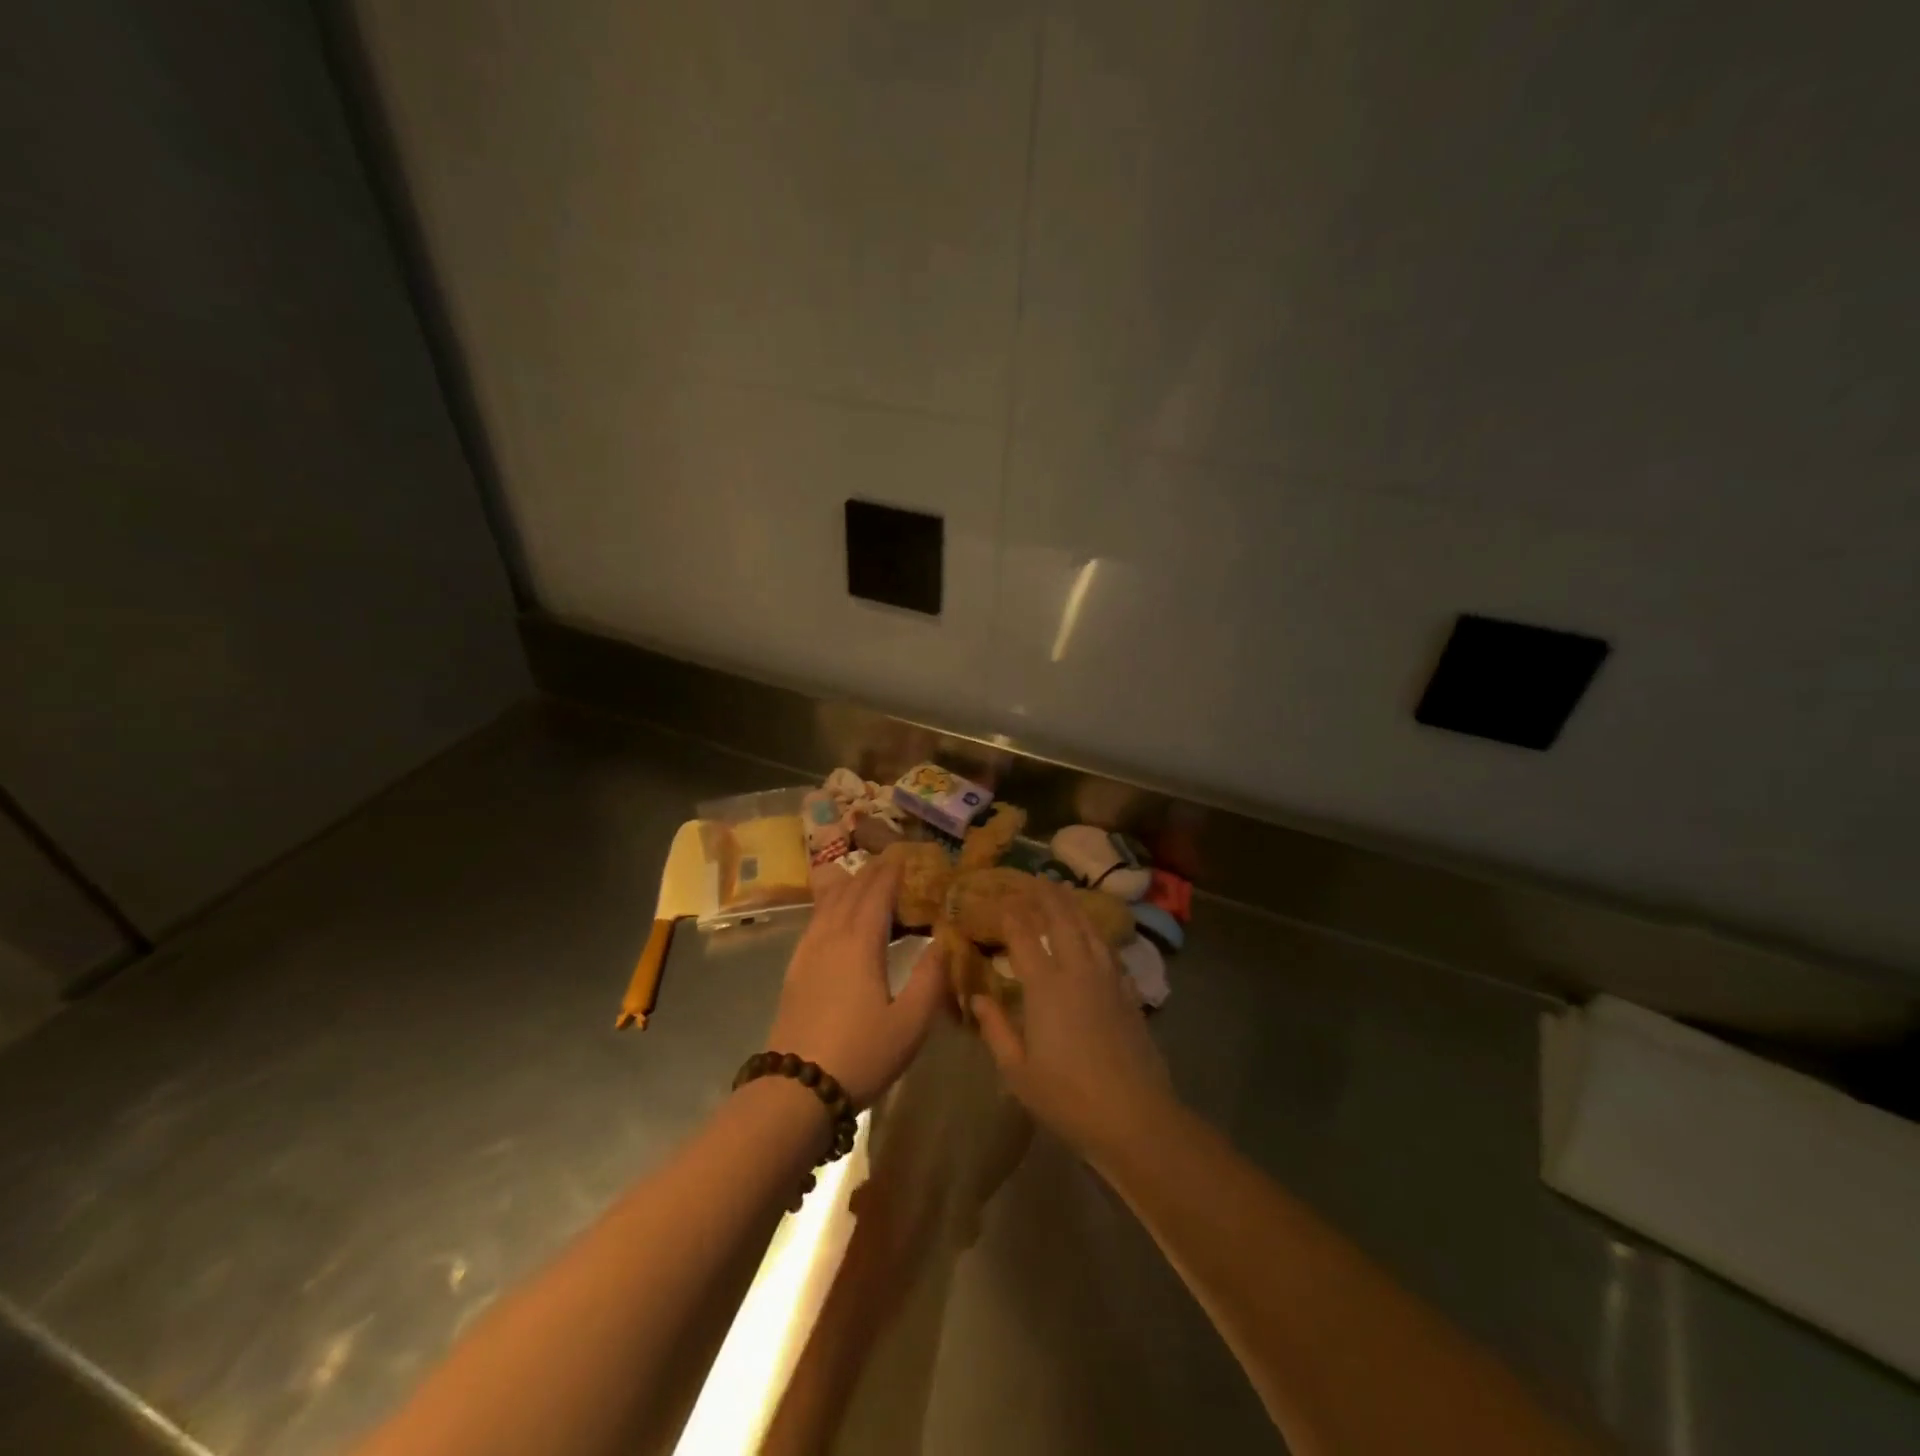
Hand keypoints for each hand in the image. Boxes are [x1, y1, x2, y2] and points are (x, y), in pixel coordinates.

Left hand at [764, 856, 947, 1108]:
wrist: (796, 1088)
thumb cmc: (861, 1054)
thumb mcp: (910, 1023)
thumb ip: (930, 978)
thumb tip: (944, 941)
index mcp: (861, 943)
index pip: (876, 894)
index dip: (891, 873)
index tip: (906, 857)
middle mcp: (832, 937)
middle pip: (850, 892)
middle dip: (871, 873)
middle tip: (890, 862)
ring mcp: (808, 952)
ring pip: (827, 904)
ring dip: (847, 885)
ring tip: (863, 878)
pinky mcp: (795, 970)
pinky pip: (814, 921)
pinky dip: (829, 905)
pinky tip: (833, 915)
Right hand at [972, 881, 1174, 1160]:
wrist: (1134, 1116)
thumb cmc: (1067, 1096)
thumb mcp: (1017, 1070)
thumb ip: (996, 1028)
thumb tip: (979, 996)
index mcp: (1046, 985)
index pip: (1024, 934)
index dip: (1010, 912)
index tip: (998, 897)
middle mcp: (1077, 970)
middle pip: (1061, 918)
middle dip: (1045, 894)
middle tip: (1033, 878)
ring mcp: (1107, 978)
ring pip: (1089, 928)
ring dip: (1072, 906)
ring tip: (1061, 891)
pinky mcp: (1128, 991)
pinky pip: (1108, 948)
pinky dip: (1095, 932)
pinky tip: (1092, 933)